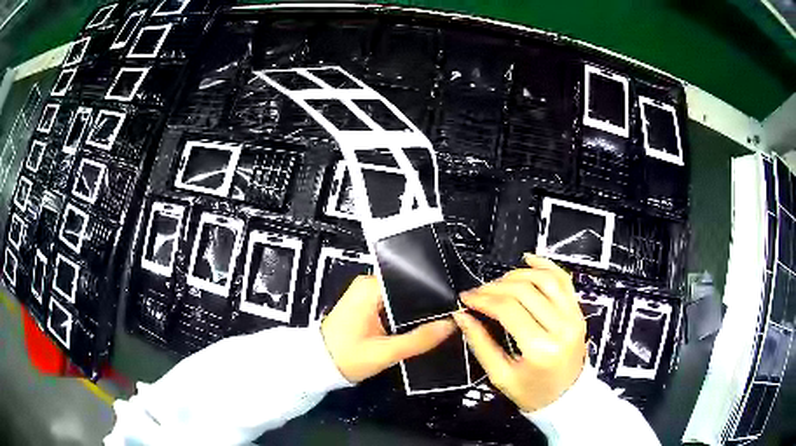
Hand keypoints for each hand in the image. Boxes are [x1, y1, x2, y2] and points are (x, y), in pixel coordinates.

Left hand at [321, 275, 456, 382]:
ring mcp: (366, 294)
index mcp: (370, 287)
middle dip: (427, 304)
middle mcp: (368, 284)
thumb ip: (419, 339)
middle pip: (408, 288)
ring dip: (416, 312)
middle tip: (450, 317)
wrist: (320, 366)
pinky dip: (405, 317)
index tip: (452, 306)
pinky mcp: (366, 305)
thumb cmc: (347, 357)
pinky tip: (419, 327)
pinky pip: (393, 305)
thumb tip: (450, 325)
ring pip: (402, 298)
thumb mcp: (385, 352)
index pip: (411, 280)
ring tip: (440, 323)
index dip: (433, 293)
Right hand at [453, 253, 586, 411]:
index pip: (508, 309)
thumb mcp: (500, 376)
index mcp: (540, 349)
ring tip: (498, 282)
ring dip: (517, 274)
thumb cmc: (531, 392)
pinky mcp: (578, 311)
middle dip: (495, 286)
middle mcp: (561, 327)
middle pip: (525, 291)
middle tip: (478, 292)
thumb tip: (462, 315)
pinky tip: (528, 259)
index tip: (465, 298)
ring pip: (545, 279)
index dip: (483, 299)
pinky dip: (546, 265)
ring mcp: (574, 316)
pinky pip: (564, 280)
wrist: (566, 398)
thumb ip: (480, 343)